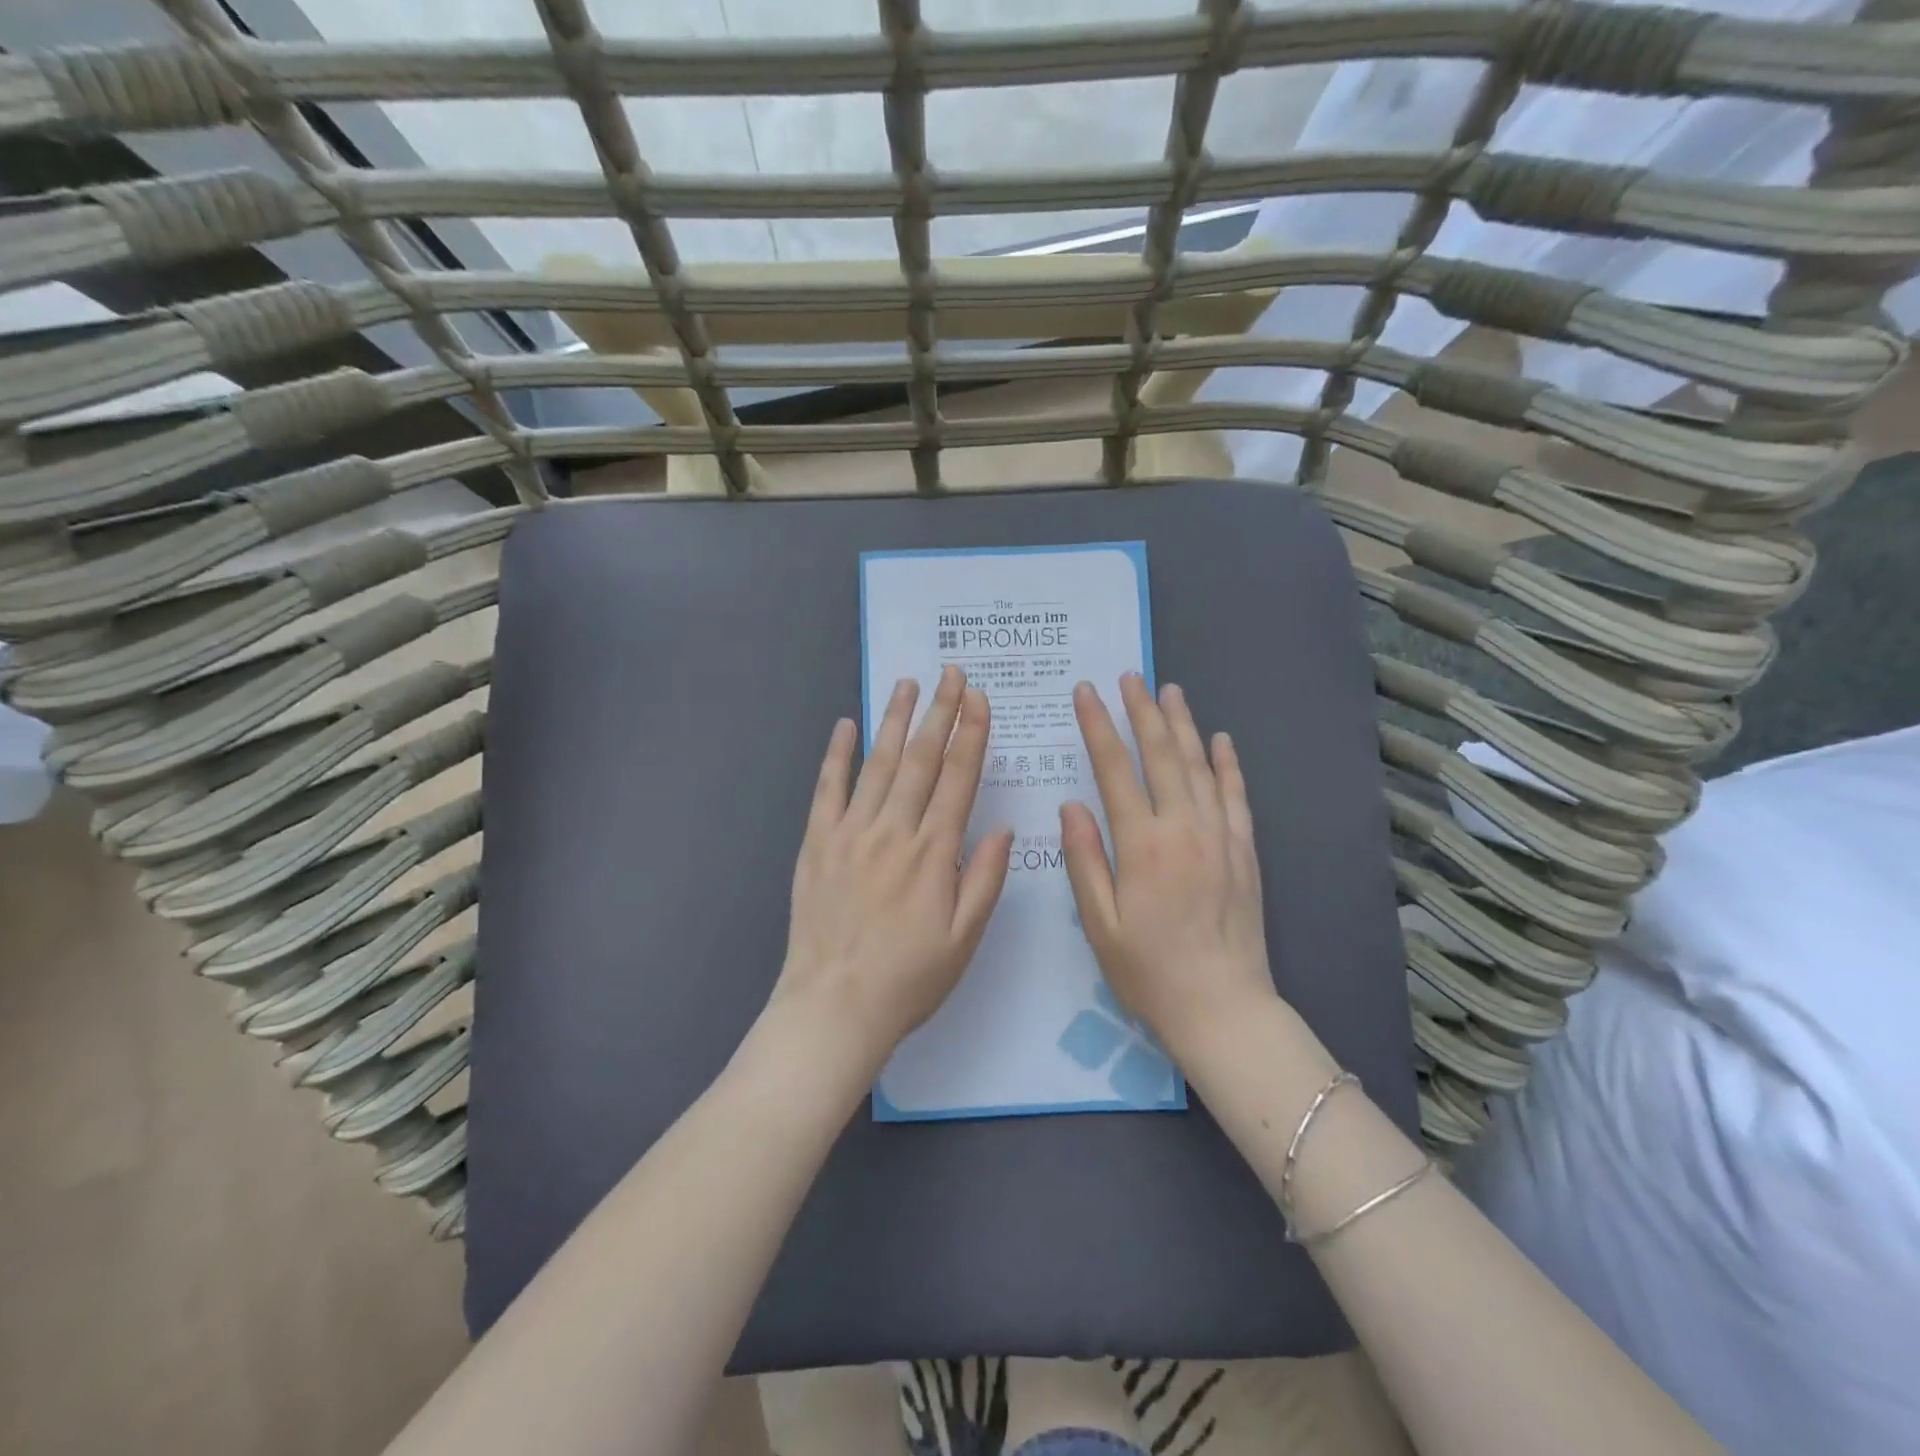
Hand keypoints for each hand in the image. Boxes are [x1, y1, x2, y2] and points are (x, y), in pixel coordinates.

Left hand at [774, 666, 1014, 1073]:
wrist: (834, 1005)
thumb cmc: (909, 977)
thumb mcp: (964, 938)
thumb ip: (985, 878)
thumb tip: (1003, 826)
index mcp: (933, 852)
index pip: (958, 779)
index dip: (971, 734)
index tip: (979, 699)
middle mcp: (894, 830)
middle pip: (921, 759)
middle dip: (940, 712)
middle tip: (950, 674)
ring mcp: (851, 832)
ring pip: (878, 764)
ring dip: (895, 721)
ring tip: (908, 684)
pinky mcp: (817, 843)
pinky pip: (828, 789)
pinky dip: (837, 755)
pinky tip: (845, 726)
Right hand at [1060, 675, 1277, 1060]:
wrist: (1223, 1007)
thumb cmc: (1148, 971)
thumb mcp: (1099, 922)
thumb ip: (1084, 859)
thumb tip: (1071, 805)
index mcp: (1142, 844)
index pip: (1115, 769)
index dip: (1098, 726)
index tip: (1085, 692)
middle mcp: (1184, 828)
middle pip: (1161, 755)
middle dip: (1142, 711)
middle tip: (1129, 677)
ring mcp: (1220, 836)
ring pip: (1200, 766)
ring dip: (1183, 725)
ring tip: (1169, 691)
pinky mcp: (1245, 851)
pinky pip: (1236, 796)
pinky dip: (1228, 764)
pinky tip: (1220, 740)